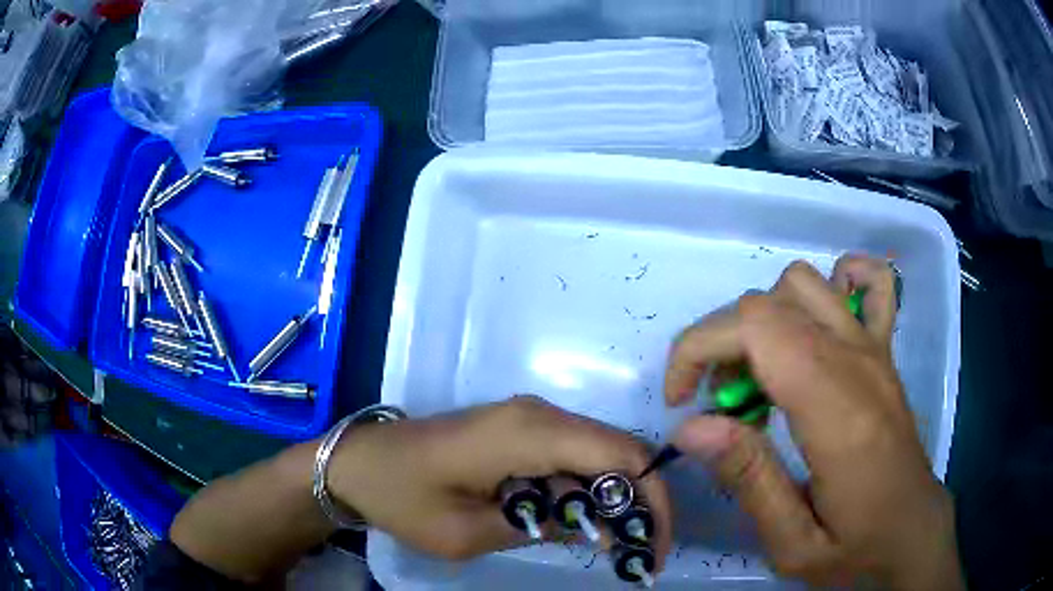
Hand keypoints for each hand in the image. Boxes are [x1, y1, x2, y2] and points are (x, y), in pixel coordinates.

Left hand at [327, 396, 672, 564]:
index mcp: (530, 433)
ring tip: (617, 550)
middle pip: (619, 454)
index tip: (653, 547)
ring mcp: (530, 418)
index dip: (652, 500)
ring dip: (614, 501)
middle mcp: (540, 414)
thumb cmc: (403, 497)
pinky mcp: (520, 430)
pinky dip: (587, 492)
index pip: (624, 456)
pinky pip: (572, 457)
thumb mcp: (470, 532)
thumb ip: (542, 527)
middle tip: (640, 556)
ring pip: (600, 456)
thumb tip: (603, 529)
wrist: (358, 461)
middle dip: (640, 505)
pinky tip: (580, 526)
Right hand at [663, 256, 962, 588]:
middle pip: (769, 304)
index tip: (680, 401)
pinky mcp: (884, 351)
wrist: (913, 531)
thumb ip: (749, 480)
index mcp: (836, 411)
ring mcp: (875, 349)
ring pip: (804, 283)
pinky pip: (871, 281)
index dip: (699, 348)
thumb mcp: (793, 543)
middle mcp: (857, 362)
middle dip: (721, 343)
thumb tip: (691, 427)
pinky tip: (820, 325)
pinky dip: (838, 281)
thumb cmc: (856, 546)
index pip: (757, 331)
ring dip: (765, 320)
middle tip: (719, 406)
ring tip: (760, 375)